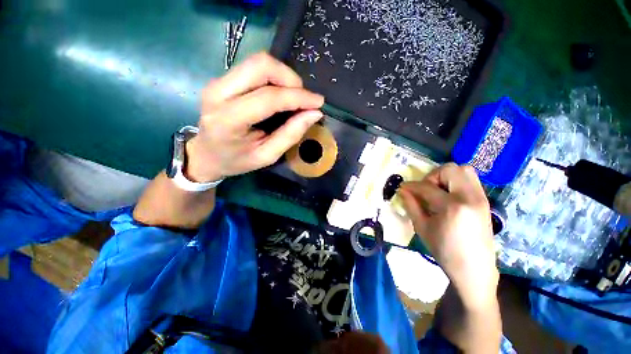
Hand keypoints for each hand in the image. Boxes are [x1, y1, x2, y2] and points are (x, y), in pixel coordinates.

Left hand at [185, 53, 324, 181]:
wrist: (207, 155)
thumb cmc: (237, 161)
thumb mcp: (267, 156)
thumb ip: (290, 135)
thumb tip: (314, 114)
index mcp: (228, 120)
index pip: (268, 98)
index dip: (298, 97)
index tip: (318, 102)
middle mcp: (219, 93)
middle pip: (261, 66)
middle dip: (290, 78)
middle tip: (303, 98)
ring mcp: (218, 82)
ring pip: (258, 62)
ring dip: (283, 76)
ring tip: (293, 97)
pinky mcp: (222, 79)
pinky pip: (254, 68)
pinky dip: (274, 77)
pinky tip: (280, 94)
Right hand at [398, 163, 497, 306]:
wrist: (475, 270)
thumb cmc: (445, 251)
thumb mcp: (422, 228)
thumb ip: (411, 205)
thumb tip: (403, 190)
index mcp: (452, 207)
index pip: (427, 186)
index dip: (412, 186)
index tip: (403, 188)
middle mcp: (470, 197)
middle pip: (451, 169)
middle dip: (433, 175)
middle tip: (425, 189)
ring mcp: (481, 198)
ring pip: (465, 170)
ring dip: (446, 176)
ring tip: (437, 191)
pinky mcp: (485, 201)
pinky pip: (470, 180)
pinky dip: (456, 181)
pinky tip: (448, 197)